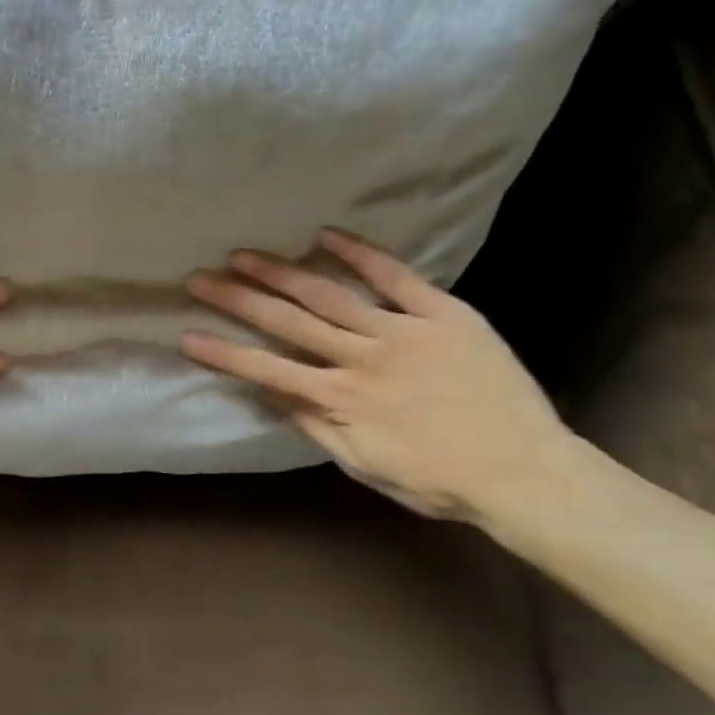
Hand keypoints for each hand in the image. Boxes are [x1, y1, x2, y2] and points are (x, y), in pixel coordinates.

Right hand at [183, 228, 568, 521]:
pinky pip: (397, 276)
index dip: (224, 353)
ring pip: (330, 294)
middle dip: (238, 300)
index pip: (267, 370)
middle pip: (288, 322)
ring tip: (243, 254)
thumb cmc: (438, 479)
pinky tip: (326, 234)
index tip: (188, 335)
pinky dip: (361, 253)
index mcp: (341, 400)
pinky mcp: (444, 313)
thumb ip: (316, 426)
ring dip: (282, 272)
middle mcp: (362, 358)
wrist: (526, 473)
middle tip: (199, 278)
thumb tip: (271, 392)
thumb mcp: (364, 465)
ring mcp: (403, 331)